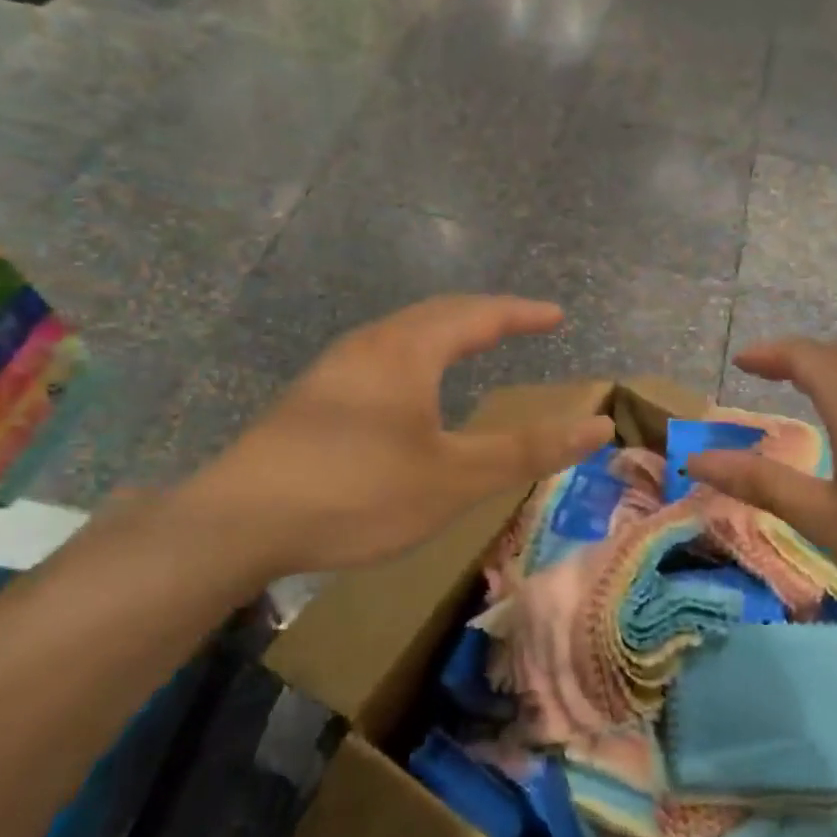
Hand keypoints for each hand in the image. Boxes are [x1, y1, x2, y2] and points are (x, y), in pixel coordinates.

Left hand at [185, 296, 614, 579]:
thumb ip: (528, 449)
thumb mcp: (456, 478)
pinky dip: (416, 357)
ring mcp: (333, 370)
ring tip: (470, 346)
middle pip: (437, 314)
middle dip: (485, 316)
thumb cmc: (359, 493)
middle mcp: (369, 346)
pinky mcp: (310, 399)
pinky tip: (408, 391)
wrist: (237, 522)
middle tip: (520, 323)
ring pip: (402, 334)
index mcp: (408, 351)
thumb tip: (598, 424)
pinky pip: (379, 358)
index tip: (556, 315)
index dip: (521, 314)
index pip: (478, 315)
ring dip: (444, 333)